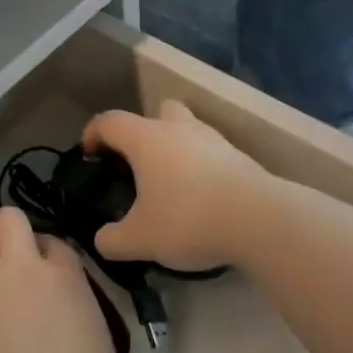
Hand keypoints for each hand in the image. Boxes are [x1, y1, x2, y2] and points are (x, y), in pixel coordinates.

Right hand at [83, 100, 282, 272]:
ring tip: (173, 185)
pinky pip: (213, 154)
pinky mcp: (241, 159)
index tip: (90, 154)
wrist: (262, 221)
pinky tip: (203, 199)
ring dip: (178, 148)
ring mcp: (214, 141)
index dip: (94, 133)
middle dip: (146, 130)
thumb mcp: (140, 239)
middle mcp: (178, 129)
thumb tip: (102, 241)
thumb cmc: (188, 219)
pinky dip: (204, 169)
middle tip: (140, 162)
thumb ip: (113, 240)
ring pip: (189, 130)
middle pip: (158, 111)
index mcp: (146, 139)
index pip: (109, 121)